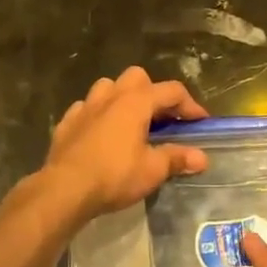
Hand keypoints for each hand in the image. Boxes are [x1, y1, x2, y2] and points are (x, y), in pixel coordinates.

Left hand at [40, 66, 209, 220]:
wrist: (64, 189)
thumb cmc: (114, 175)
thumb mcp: (152, 170)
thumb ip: (177, 159)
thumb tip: (202, 158)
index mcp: (136, 102)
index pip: (171, 91)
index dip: (190, 105)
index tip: (200, 122)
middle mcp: (110, 96)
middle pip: (137, 77)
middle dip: (153, 92)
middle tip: (161, 118)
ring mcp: (85, 106)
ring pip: (108, 87)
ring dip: (122, 98)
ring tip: (130, 122)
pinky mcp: (67, 122)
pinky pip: (86, 108)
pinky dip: (97, 115)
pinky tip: (100, 133)